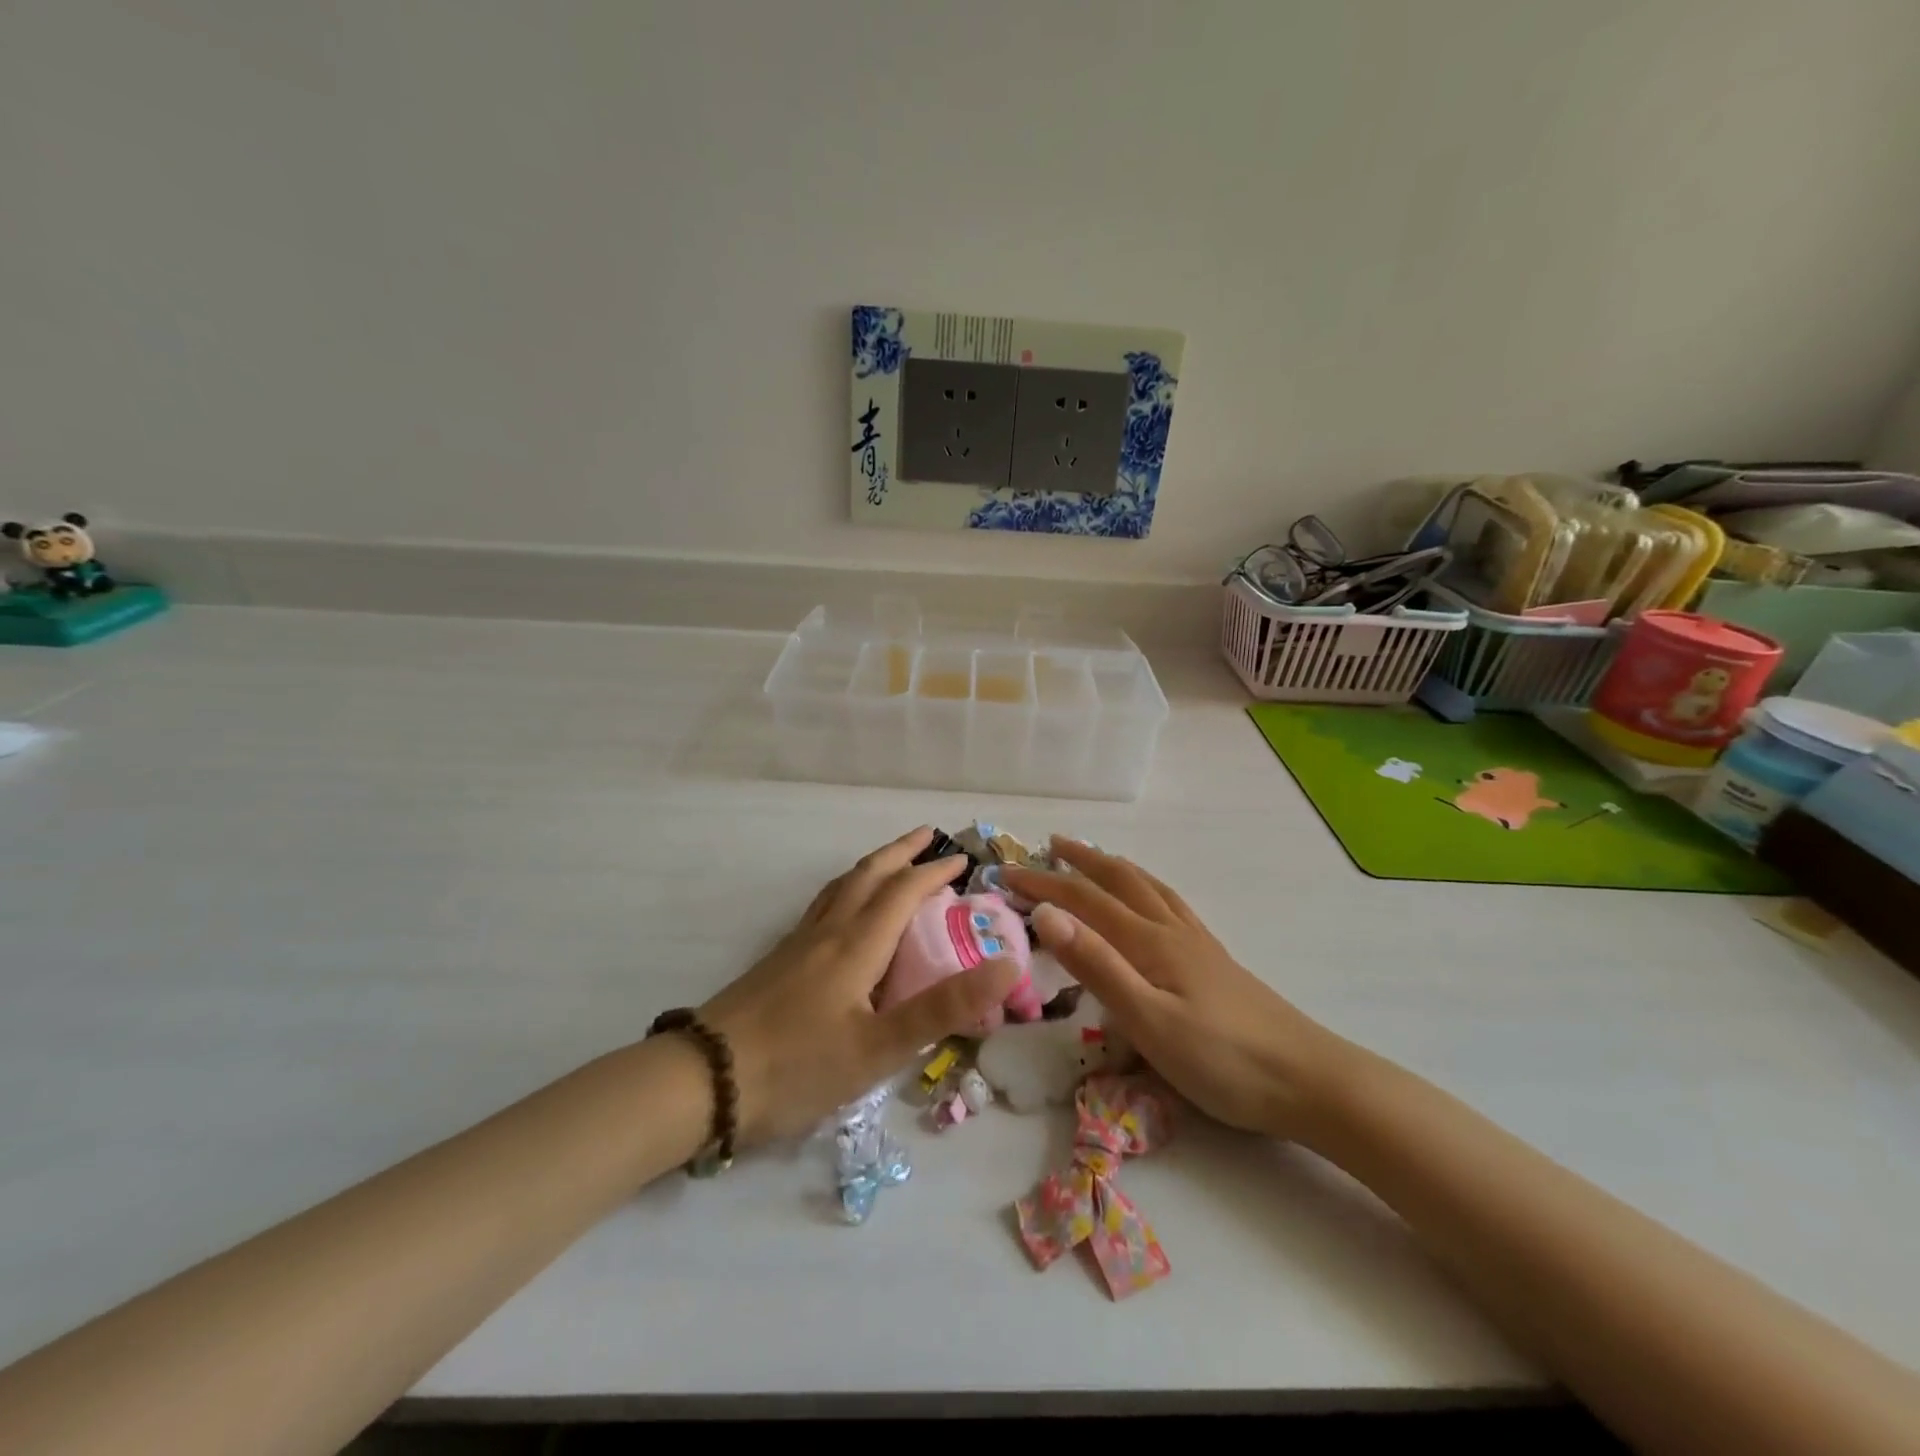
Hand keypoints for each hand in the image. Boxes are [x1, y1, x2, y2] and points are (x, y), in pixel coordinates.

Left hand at [698, 827, 1019, 1145]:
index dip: (934, 873)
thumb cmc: (798, 1065)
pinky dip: (847, 889)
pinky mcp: (779, 960)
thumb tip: (1007, 967)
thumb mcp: (879, 1047)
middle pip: (869, 875)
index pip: (903, 892)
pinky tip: (842, 912)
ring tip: (891, 862)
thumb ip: (942, 1008)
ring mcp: (799, 943)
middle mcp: (829, 932)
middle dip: (901, 852)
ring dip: (873, 865)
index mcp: (857, 944)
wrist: (704, 1079)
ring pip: (841, 887)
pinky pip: (823, 906)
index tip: (962, 861)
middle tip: (928, 836)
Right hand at [1003, 839, 1343, 1139]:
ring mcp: (1196, 943)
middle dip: (1080, 861)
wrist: (1307, 1079)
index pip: (1084, 901)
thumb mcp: (1149, 1020)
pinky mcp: (1213, 959)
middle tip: (1050, 845)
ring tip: (1094, 857)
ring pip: (1148, 888)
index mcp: (1149, 942)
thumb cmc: (1222, 1060)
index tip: (1006, 874)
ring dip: (1114, 867)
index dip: (1044, 885)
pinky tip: (1152, 900)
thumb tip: (1047, 915)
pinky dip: (1147, 887)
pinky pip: (1170, 904)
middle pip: (1119, 881)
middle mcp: (1170, 931)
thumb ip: (1098, 966)